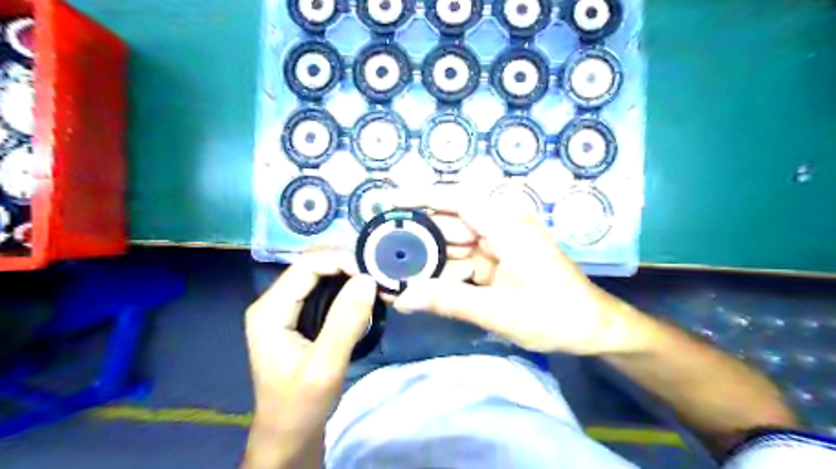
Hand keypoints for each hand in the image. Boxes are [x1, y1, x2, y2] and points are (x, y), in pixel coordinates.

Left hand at [240, 250, 372, 465]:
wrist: (289, 436)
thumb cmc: (301, 405)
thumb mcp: (325, 367)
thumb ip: (345, 321)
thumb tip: (368, 279)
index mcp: (270, 310)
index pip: (307, 265)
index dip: (341, 260)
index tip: (373, 273)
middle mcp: (273, 302)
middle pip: (312, 265)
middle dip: (347, 265)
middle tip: (378, 277)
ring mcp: (284, 309)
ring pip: (319, 275)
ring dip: (348, 275)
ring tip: (375, 283)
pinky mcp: (297, 317)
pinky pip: (322, 290)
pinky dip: (345, 287)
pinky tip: (362, 296)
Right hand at [395, 187, 652, 355]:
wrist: (594, 328)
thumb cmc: (555, 314)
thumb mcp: (498, 310)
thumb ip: (448, 300)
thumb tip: (402, 298)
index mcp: (506, 225)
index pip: (456, 199)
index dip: (421, 196)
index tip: (389, 201)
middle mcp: (502, 226)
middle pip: (451, 223)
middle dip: (419, 237)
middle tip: (382, 251)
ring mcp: (502, 243)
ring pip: (456, 244)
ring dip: (431, 259)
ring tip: (396, 272)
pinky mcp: (501, 260)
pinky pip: (467, 260)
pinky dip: (448, 272)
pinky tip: (425, 286)